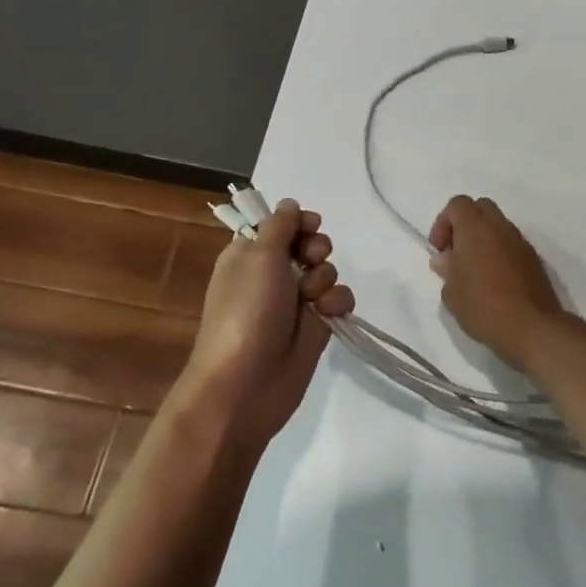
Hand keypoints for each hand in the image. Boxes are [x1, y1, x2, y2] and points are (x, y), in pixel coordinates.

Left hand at [175, 199, 354, 446]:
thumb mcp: (258, 257)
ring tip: (313, 297)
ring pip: (327, 272)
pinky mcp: (317, 326)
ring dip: (326, 277)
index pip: (279, 226)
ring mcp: (296, 302)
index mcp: (249, 255)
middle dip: (317, 248)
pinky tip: (329, 313)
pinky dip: (338, 302)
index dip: (297, 223)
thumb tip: (289, 204)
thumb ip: (279, 226)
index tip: (309, 225)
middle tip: (311, 258)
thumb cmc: (246, 312)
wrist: (246, 383)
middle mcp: (272, 275)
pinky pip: (339, 300)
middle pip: (308, 245)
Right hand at [428, 195, 566, 372]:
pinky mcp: (535, 260)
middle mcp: (501, 228)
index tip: (439, 250)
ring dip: (484, 239)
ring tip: (475, 271)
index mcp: (476, 229)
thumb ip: (447, 269)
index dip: (443, 222)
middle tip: (456, 253)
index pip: (458, 204)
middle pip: (481, 208)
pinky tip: (494, 281)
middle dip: (465, 224)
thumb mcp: (452, 293)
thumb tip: (445, 258)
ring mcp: (521, 243)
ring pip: (499, 226)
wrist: (531, 327)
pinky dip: (500, 253)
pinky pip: (512, 245)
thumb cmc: (482, 306)